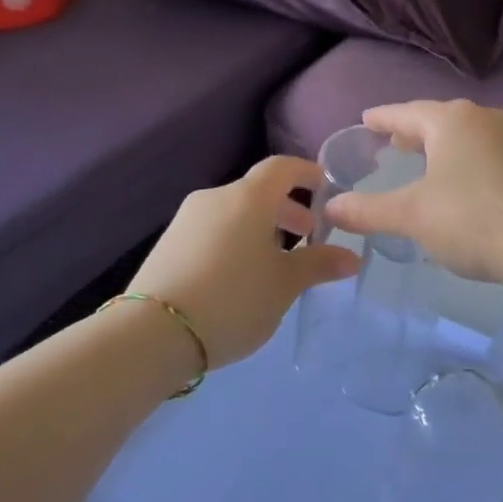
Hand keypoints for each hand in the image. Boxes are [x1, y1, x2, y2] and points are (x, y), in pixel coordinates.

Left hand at [128, 157, 357, 369]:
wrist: (152, 334)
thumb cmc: (233, 299)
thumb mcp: (284, 285)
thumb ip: (318, 264)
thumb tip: (350, 257)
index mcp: (247, 197)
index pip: (282, 167)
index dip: (307, 173)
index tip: (326, 190)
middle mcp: (215, 198)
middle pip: (257, 191)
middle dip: (286, 209)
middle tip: (307, 235)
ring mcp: (186, 220)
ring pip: (234, 212)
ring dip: (260, 228)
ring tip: (274, 263)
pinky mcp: (168, 244)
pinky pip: (212, 230)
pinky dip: (235, 240)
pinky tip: (239, 277)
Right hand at [323, 100, 502, 286]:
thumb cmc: (474, 220)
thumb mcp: (413, 215)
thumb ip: (368, 210)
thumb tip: (331, 207)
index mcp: (451, 120)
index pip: (405, 112)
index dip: (382, 118)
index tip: (365, 119)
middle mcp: (482, 118)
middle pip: (437, 119)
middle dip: (411, 131)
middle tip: (388, 142)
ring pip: (463, 135)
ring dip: (438, 146)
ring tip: (419, 161)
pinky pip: (483, 152)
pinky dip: (461, 160)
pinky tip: (458, 183)